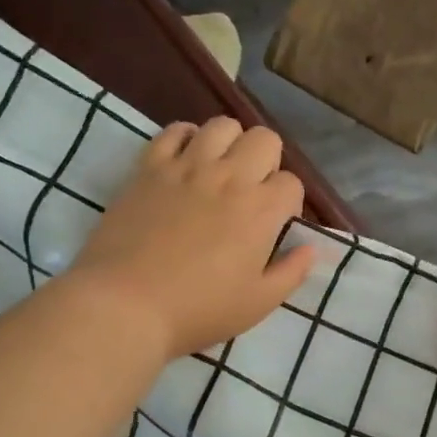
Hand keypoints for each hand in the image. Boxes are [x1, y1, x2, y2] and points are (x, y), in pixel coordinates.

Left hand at [67, 118, 314, 360]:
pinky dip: (186, 138)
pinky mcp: (149, 167)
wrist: (125, 305)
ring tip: (220, 171)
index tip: (275, 225)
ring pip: (222, 125)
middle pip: (265, 139)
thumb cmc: (198, 310)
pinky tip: (185, 162)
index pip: (292, 183)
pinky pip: (174, 130)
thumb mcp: (258, 303)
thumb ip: (291, 272)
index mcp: (261, 210)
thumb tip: (311, 248)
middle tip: (251, 192)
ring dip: (230, 144)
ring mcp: (186, 166)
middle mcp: (230, 177)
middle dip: (267, 161)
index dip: (289, 202)